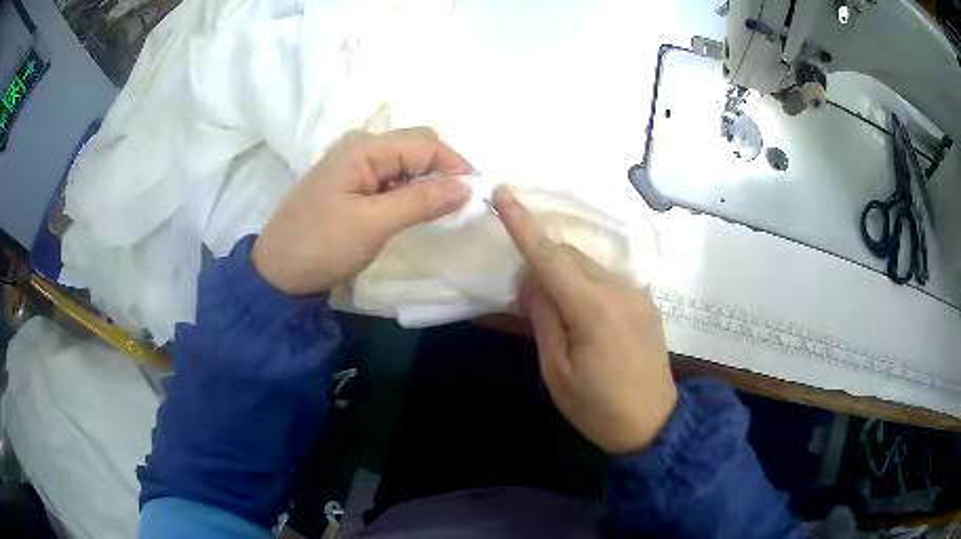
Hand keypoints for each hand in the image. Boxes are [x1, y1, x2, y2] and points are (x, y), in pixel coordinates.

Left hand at [253, 128, 471, 294]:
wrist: (277, 273)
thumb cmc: (321, 245)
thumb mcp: (372, 224)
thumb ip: (420, 200)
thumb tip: (466, 186)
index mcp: (364, 149)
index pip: (425, 143)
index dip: (455, 165)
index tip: (476, 195)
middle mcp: (361, 149)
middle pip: (416, 148)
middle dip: (443, 171)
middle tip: (460, 203)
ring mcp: (354, 167)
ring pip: (405, 165)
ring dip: (427, 182)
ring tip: (442, 210)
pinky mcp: (351, 187)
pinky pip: (390, 180)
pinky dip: (409, 192)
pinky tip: (415, 211)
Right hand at [492, 187, 676, 453]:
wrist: (654, 424)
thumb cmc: (598, 409)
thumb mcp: (557, 373)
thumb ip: (544, 320)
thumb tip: (535, 284)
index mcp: (594, 310)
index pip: (551, 258)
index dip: (523, 225)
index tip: (503, 194)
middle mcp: (619, 291)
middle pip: (569, 256)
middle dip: (541, 263)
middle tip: (526, 301)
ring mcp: (637, 294)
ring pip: (588, 266)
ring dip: (563, 275)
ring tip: (554, 312)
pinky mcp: (645, 302)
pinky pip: (606, 279)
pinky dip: (584, 285)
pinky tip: (581, 316)